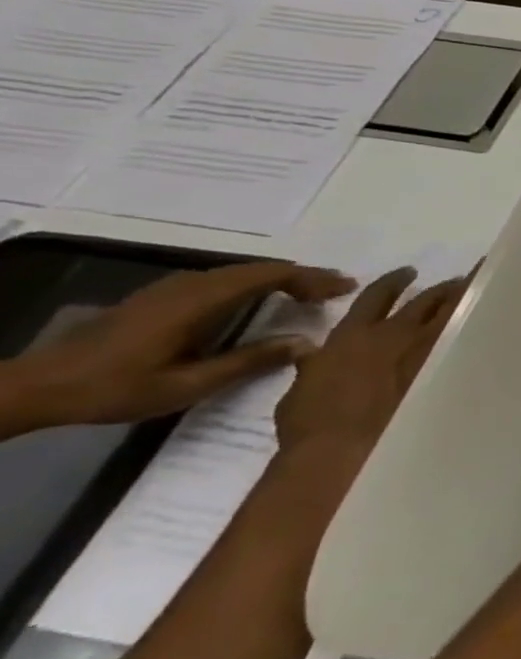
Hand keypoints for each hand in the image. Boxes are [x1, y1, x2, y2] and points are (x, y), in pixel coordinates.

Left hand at [0, 261, 354, 432]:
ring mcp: (172, 289)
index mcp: (201, 301)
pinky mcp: (161, 298)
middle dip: (303, 276)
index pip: (270, 275)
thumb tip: (308, 342)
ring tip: (309, 294)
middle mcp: (190, 285)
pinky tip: (261, 301)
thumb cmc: (116, 388)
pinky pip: (222, 281)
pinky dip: (254, 285)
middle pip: (259, 270)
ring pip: (240, 273)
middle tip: (338, 289)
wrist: (37, 387)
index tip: (346, 287)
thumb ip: (250, 361)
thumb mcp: (188, 384)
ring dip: (279, 279)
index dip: (312, 278)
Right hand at [272, 267, 467, 471]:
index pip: (376, 296)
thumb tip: (311, 353)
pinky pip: (470, 338)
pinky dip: (480, 327)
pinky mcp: (449, 367)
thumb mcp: (302, 390)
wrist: (344, 449)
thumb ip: (314, 365)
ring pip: (454, 311)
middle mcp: (395, 334)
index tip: (408, 272)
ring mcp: (427, 349)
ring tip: (481, 288)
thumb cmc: (312, 426)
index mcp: (353, 335)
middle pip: (426, 299)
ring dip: (467, 298)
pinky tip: (494, 323)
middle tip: (457, 281)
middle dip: (442, 289)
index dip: (393, 281)